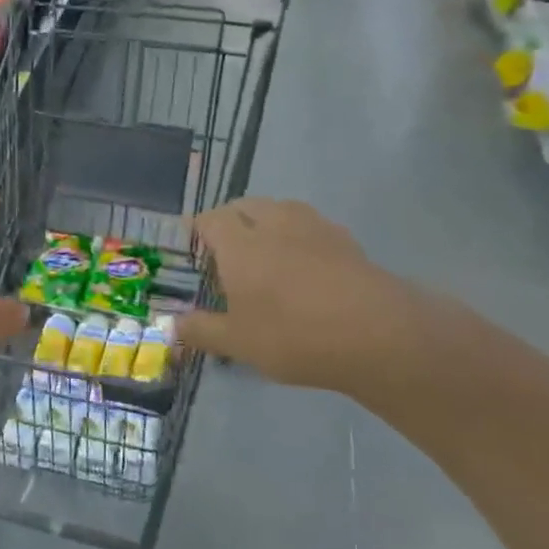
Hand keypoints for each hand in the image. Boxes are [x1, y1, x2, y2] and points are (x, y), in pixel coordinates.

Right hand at [180, 198, 434, 394]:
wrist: (377, 333)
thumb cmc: (293, 335)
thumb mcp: (238, 342)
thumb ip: (202, 331)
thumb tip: (172, 327)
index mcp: (240, 244)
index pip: (211, 219)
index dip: (199, 227)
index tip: (193, 240)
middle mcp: (273, 224)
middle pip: (246, 205)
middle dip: (231, 218)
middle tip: (226, 245)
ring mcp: (313, 228)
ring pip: (281, 208)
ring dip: (267, 219)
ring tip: (265, 246)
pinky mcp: (346, 240)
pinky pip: (311, 225)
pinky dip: (299, 234)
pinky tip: (305, 260)